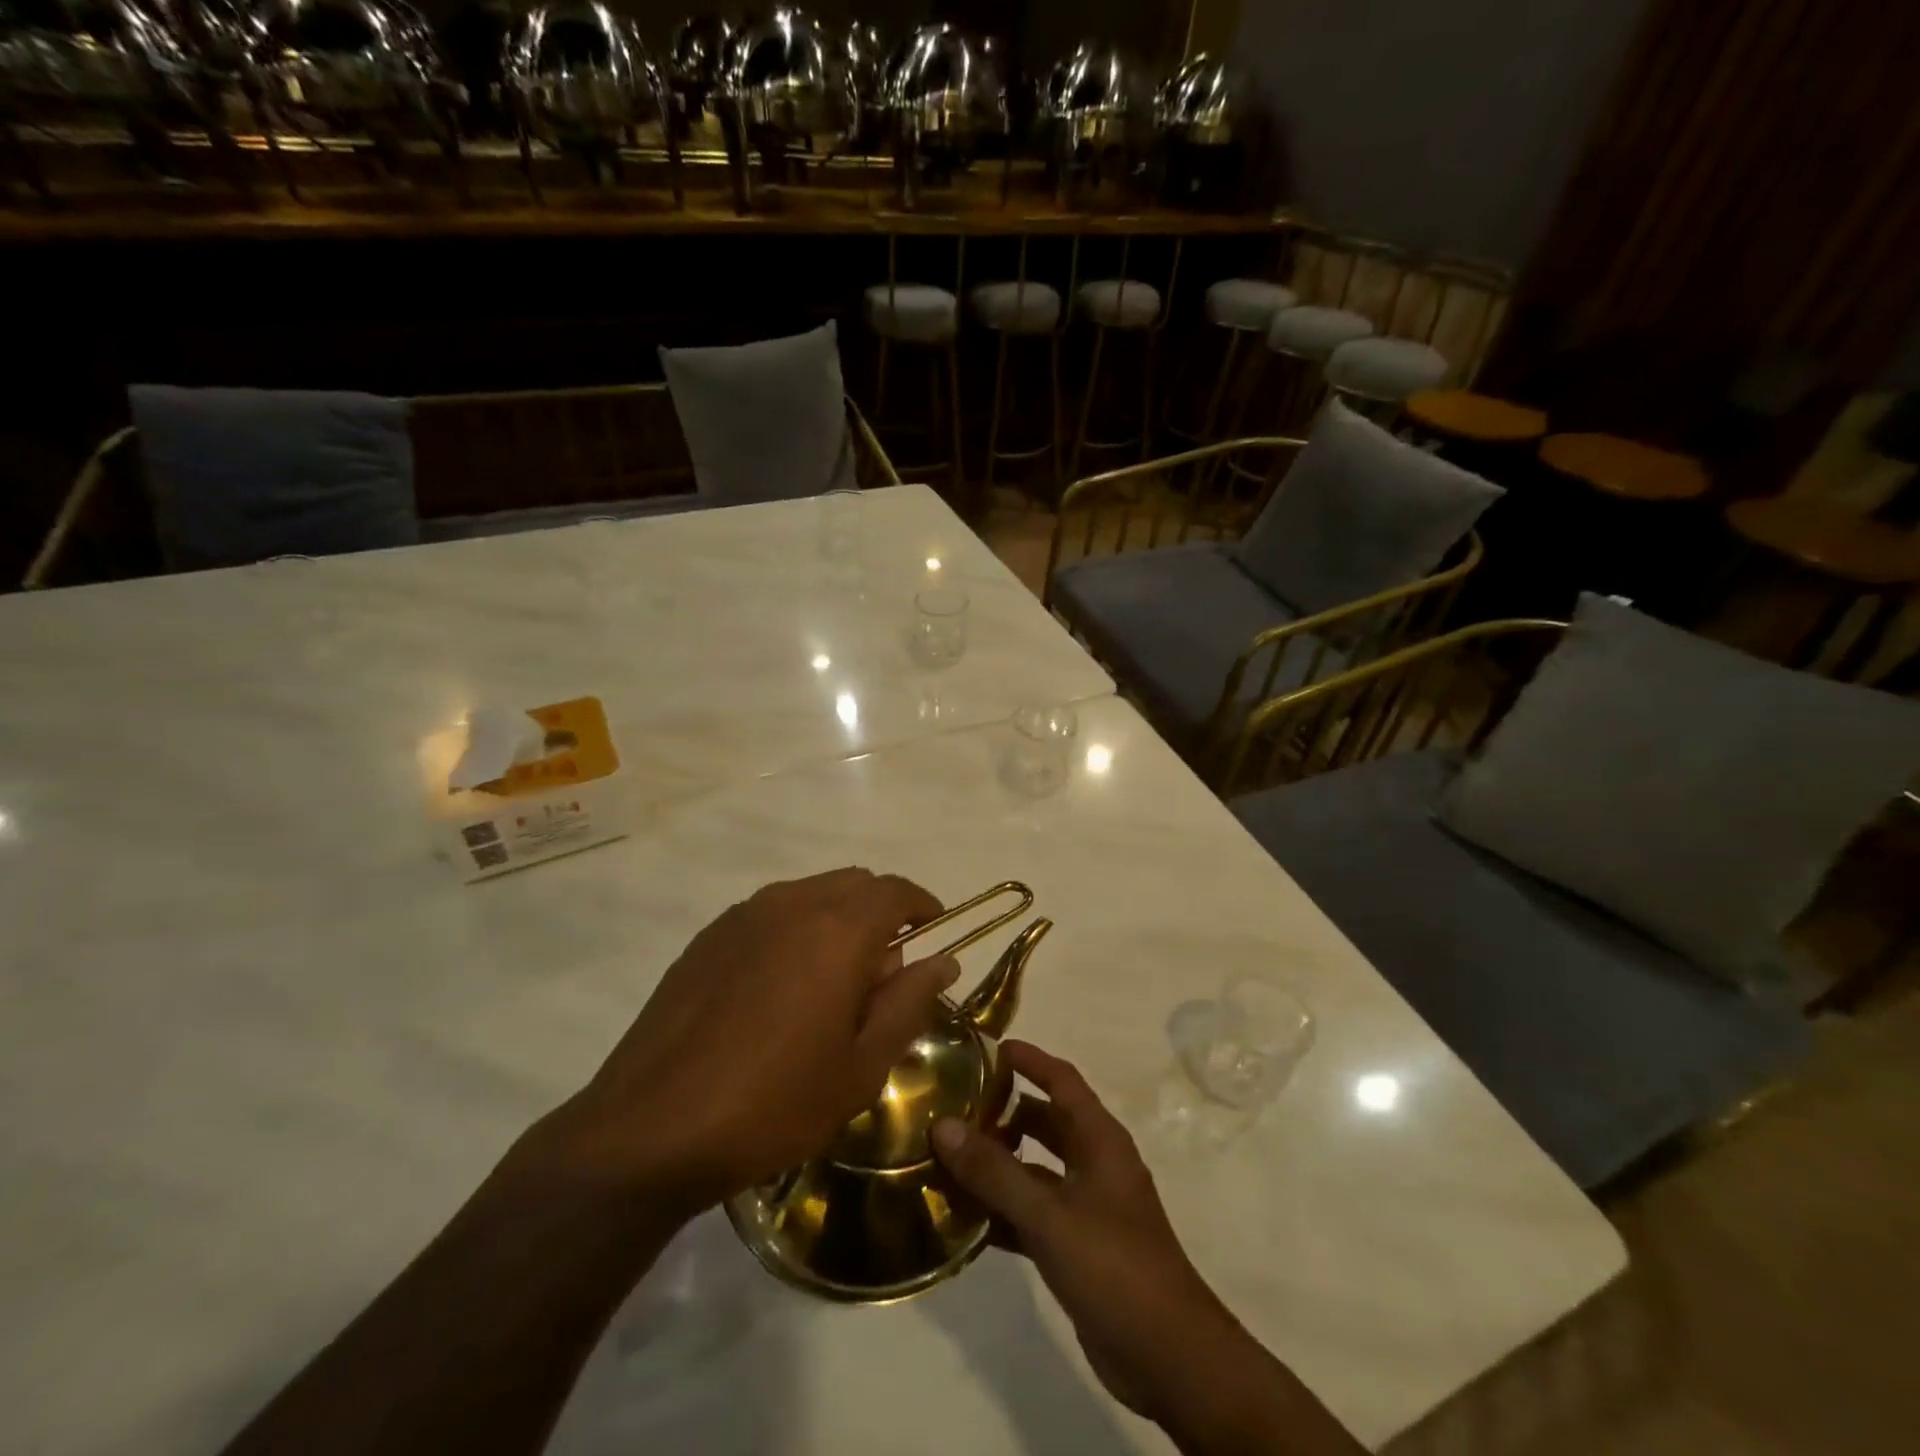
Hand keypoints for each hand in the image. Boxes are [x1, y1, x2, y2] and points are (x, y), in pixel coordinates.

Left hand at [531, 868, 957, 1218]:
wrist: (650, 1129)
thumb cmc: (774, 1104)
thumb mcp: (860, 1067)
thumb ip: (908, 1003)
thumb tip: (943, 960)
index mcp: (838, 930)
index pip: (895, 890)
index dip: (922, 905)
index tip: (934, 931)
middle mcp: (792, 904)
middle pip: (854, 884)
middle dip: (881, 913)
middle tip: (884, 972)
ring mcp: (744, 915)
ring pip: (811, 894)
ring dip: (838, 920)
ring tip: (832, 983)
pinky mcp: (709, 936)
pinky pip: (770, 913)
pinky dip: (795, 930)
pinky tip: (780, 988)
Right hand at [932, 1041, 1242, 1421]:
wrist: (1168, 1357)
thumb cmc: (1113, 1265)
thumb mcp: (1048, 1214)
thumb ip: (994, 1171)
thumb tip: (943, 1125)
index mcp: (1100, 1139)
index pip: (1061, 1080)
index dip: (1029, 1059)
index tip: (988, 1047)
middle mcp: (1096, 1163)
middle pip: (1045, 1122)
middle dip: (1004, 1112)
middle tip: (955, 1107)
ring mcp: (1088, 1206)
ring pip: (1036, 1169)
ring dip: (999, 1165)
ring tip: (947, 1159)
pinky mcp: (1079, 1246)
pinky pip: (1034, 1213)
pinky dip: (1004, 1211)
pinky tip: (964, 1218)